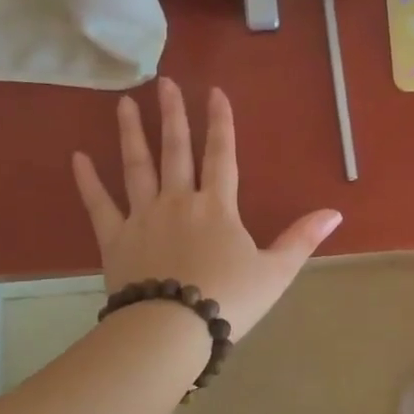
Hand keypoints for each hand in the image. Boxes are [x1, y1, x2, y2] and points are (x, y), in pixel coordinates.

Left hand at [72, 80, 342, 339]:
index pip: (221, 154)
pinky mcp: (115, 239)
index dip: (220, 122)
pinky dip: (88, 181)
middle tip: (164, 83)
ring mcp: (142, 217)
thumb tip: (335, 213)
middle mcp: (178, 201)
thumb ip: (302, 239)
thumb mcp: (276, 272)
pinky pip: (99, 204)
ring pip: (136, 167)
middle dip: (172, 114)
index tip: (214, 92)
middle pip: (175, 150)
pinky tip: (78, 157)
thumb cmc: (229, 300)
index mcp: (217, 206)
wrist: (173, 330)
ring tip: (124, 103)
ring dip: (131, 133)